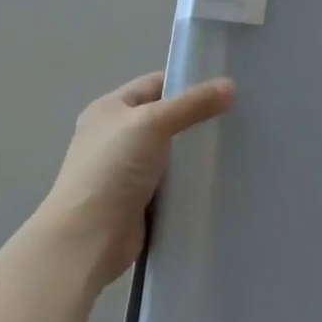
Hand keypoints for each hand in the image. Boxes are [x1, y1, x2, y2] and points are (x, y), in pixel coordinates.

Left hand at [32, 71, 233, 290]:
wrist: (87, 239)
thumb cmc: (113, 168)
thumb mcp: (155, 123)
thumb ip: (193, 103)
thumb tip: (230, 85)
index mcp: (109, 109)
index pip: (155, 84)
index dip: (186, 82)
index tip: (223, 88)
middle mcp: (115, 136)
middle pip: (165, 118)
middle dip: (195, 118)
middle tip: (233, 116)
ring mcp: (125, 171)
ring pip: (171, 151)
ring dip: (194, 152)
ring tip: (232, 145)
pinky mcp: (138, 201)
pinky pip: (171, 182)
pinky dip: (189, 180)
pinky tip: (216, 176)